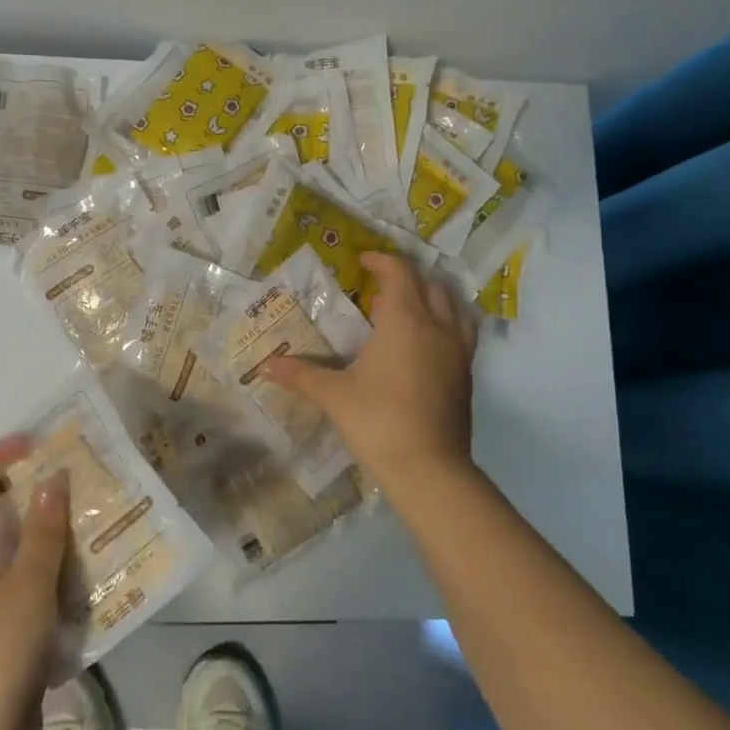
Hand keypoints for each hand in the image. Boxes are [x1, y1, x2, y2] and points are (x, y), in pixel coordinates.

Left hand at [0, 435, 70, 729]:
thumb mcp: (25, 590)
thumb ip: (42, 534)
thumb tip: (54, 480)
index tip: (33, 443)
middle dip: (28, 492)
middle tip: (73, 477)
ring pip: (15, 553)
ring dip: (48, 533)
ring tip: (90, 517)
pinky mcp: (3, 634)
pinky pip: (29, 587)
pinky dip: (55, 573)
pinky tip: (90, 573)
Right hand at [265, 252, 476, 492]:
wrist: (429, 469)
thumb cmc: (378, 422)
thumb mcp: (334, 396)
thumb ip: (301, 375)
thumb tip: (264, 367)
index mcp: (405, 322)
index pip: (399, 274)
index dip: (381, 260)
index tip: (361, 260)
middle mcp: (438, 327)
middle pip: (429, 284)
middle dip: (405, 277)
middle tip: (378, 286)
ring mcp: (458, 351)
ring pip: (453, 306)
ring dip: (432, 296)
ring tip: (408, 306)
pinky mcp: (466, 374)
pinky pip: (461, 331)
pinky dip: (445, 321)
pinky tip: (426, 342)